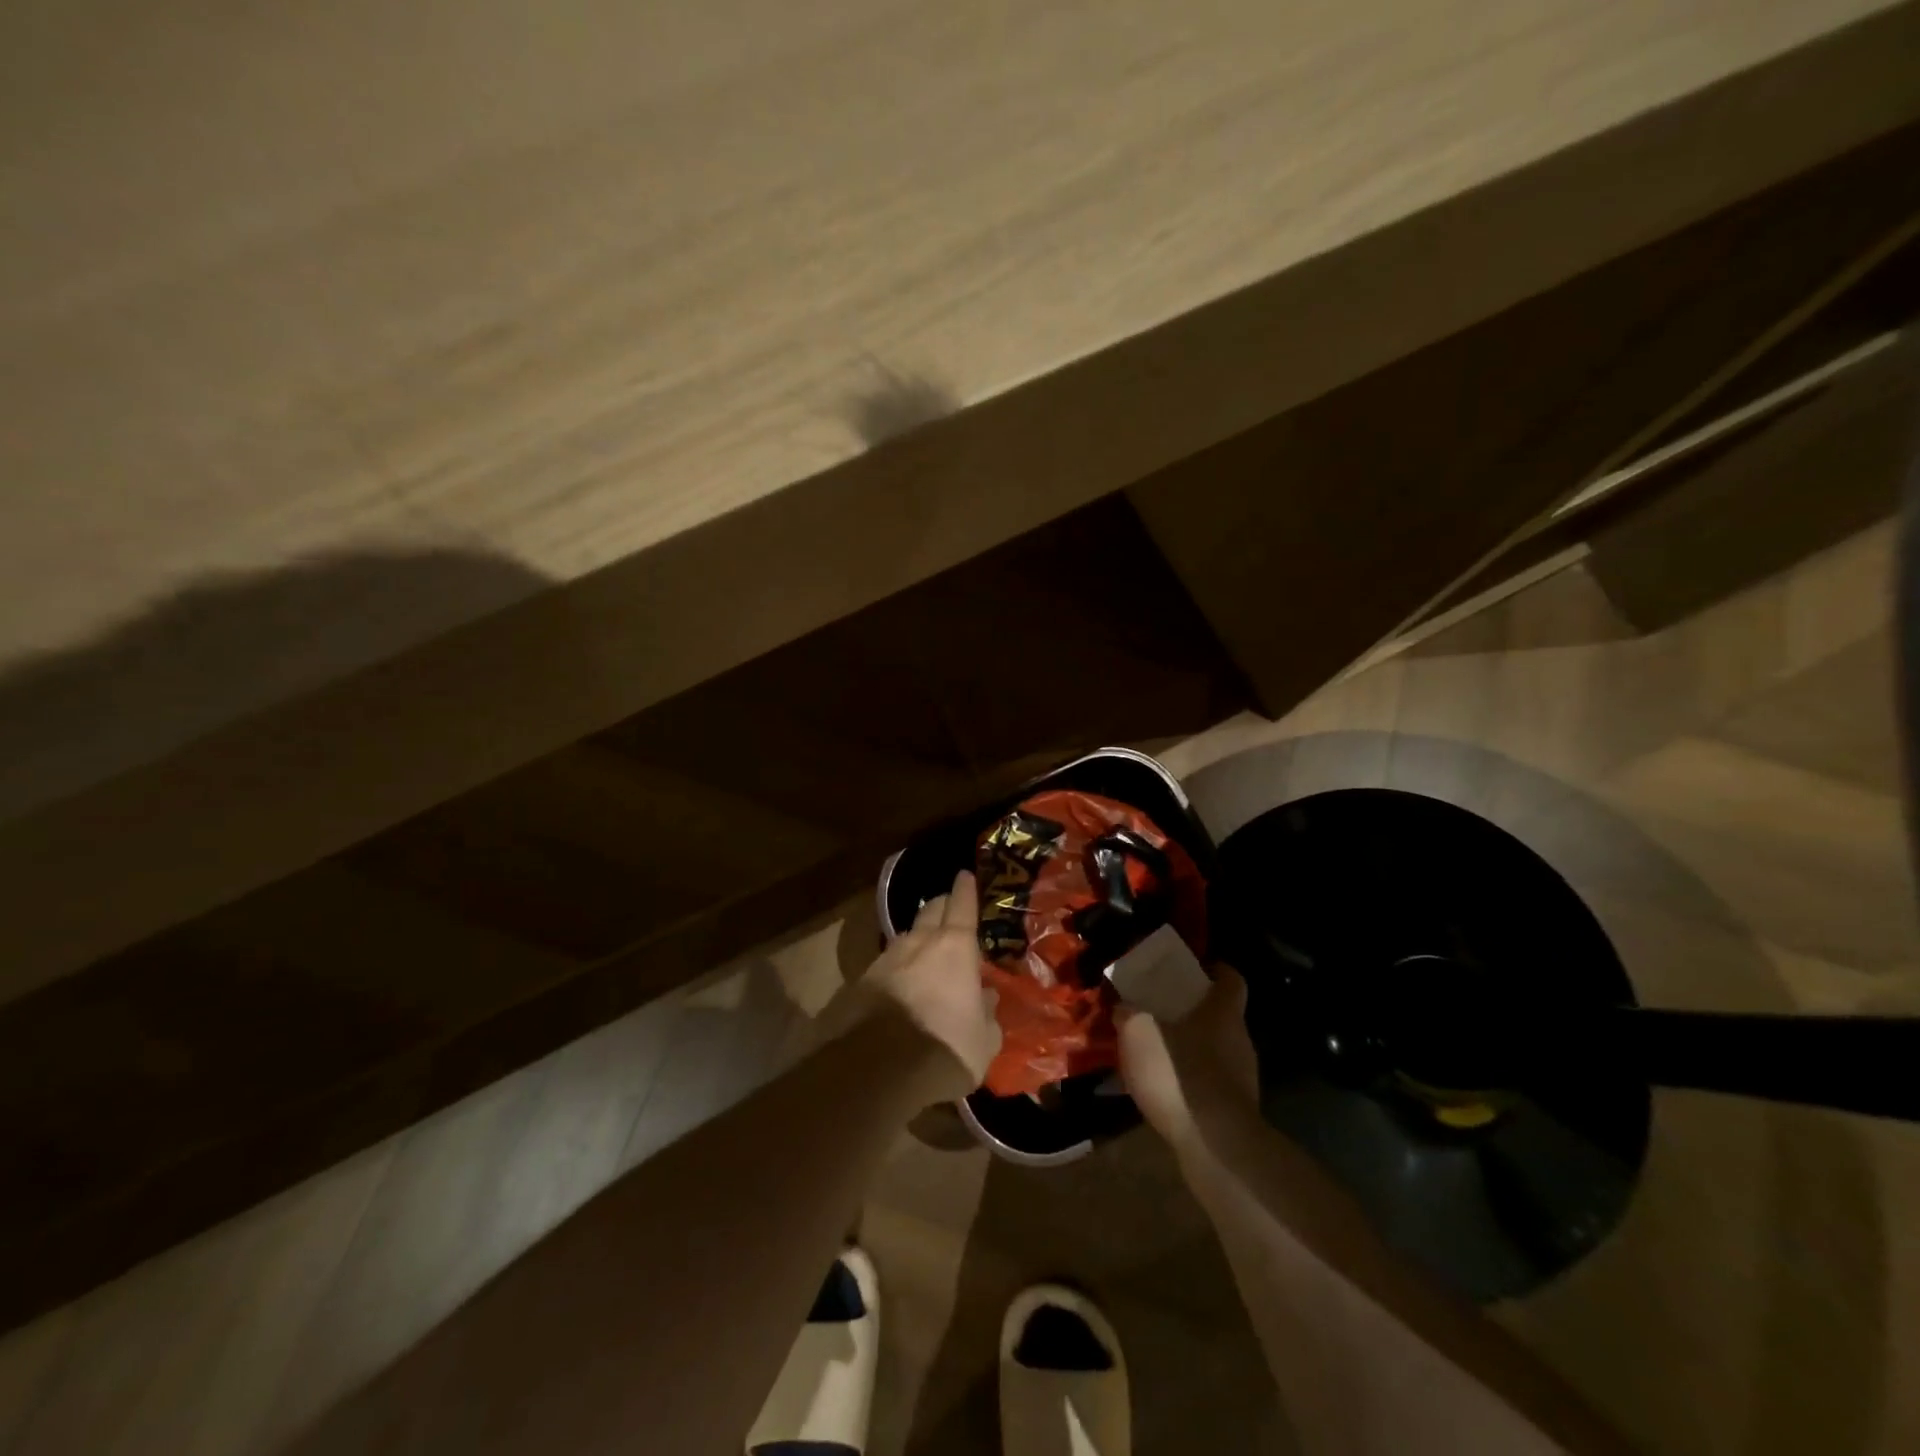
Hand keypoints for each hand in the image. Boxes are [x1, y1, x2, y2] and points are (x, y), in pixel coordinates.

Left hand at [863, 870, 1001, 1097]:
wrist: (880, 1070)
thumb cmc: (946, 1048)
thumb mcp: (983, 1040)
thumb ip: (987, 1014)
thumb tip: (986, 998)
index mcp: (955, 948)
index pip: (962, 906)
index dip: (965, 889)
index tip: (965, 875)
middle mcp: (919, 943)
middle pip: (931, 910)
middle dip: (942, 906)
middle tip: (950, 909)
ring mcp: (887, 959)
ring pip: (907, 936)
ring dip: (918, 937)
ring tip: (926, 949)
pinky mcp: (862, 982)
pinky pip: (887, 963)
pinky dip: (898, 966)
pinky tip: (901, 981)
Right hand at [1117, 965, 1259, 1154]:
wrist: (1215, 1146)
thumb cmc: (1179, 1073)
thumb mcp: (1138, 1032)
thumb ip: (1129, 1013)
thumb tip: (1125, 1007)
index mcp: (1223, 1012)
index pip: (1231, 978)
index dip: (1215, 970)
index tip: (1196, 968)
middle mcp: (1240, 1040)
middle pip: (1221, 1015)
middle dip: (1193, 1012)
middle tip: (1160, 1011)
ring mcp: (1243, 1078)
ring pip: (1216, 1051)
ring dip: (1190, 1049)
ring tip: (1157, 1054)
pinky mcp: (1237, 1111)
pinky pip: (1210, 1083)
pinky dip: (1191, 1081)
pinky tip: (1166, 1091)